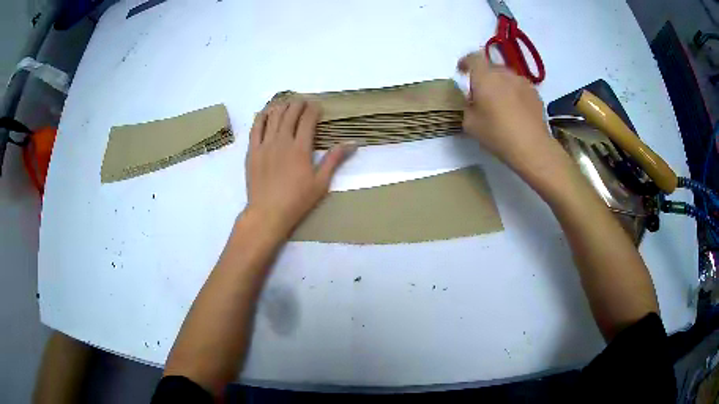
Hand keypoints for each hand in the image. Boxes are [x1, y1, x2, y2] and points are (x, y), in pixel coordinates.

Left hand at [244, 98, 354, 236]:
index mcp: (300, 149)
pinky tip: (267, 111)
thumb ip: (334, 160)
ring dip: (282, 106)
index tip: (317, 106)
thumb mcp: (321, 183)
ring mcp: (265, 145)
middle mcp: (282, 141)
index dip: (313, 109)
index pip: (307, 120)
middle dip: (298, 104)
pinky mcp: (252, 151)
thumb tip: (352, 143)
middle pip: (290, 114)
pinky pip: (256, 128)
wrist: (268, 213)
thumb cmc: (297, 201)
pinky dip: (262, 116)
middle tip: (303, 102)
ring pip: (273, 117)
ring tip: (287, 103)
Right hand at [457, 52, 559, 171]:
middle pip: (491, 67)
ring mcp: (523, 82)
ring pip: (507, 77)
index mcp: (485, 77)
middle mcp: (504, 74)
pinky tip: (515, 111)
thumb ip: (467, 106)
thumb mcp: (470, 123)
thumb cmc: (498, 134)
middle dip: (484, 77)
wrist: (532, 147)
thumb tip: (472, 100)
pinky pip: (519, 87)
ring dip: (500, 85)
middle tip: (481, 94)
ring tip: (500, 103)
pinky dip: (514, 93)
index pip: (473, 57)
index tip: (462, 70)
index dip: (466, 61)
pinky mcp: (535, 94)